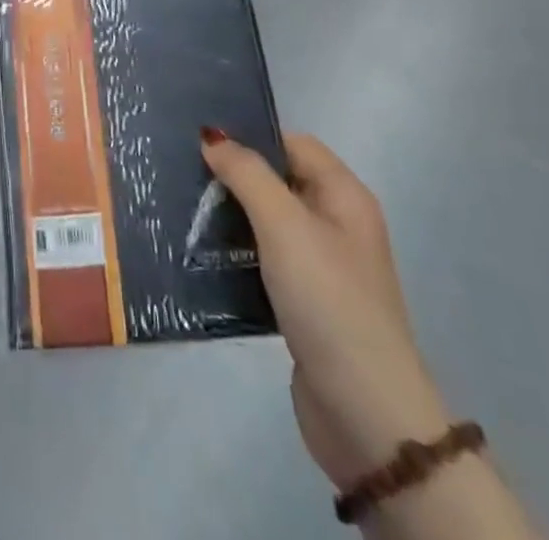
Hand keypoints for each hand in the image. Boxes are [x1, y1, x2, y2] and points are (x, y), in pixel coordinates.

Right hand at [200, 129, 452, 491]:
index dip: (252, 137)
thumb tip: (211, 135)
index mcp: (344, 196)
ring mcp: (323, 267)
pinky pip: (265, 261)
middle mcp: (338, 225)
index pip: (293, 143)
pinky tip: (204, 256)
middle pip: (279, 181)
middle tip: (184, 172)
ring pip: (268, 223)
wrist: (364, 412)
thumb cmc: (326, 299)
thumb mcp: (284, 224)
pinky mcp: (305, 304)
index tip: (203, 140)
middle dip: (235, 176)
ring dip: (232, 217)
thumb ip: (246, 173)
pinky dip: (238, 254)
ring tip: (184, 210)